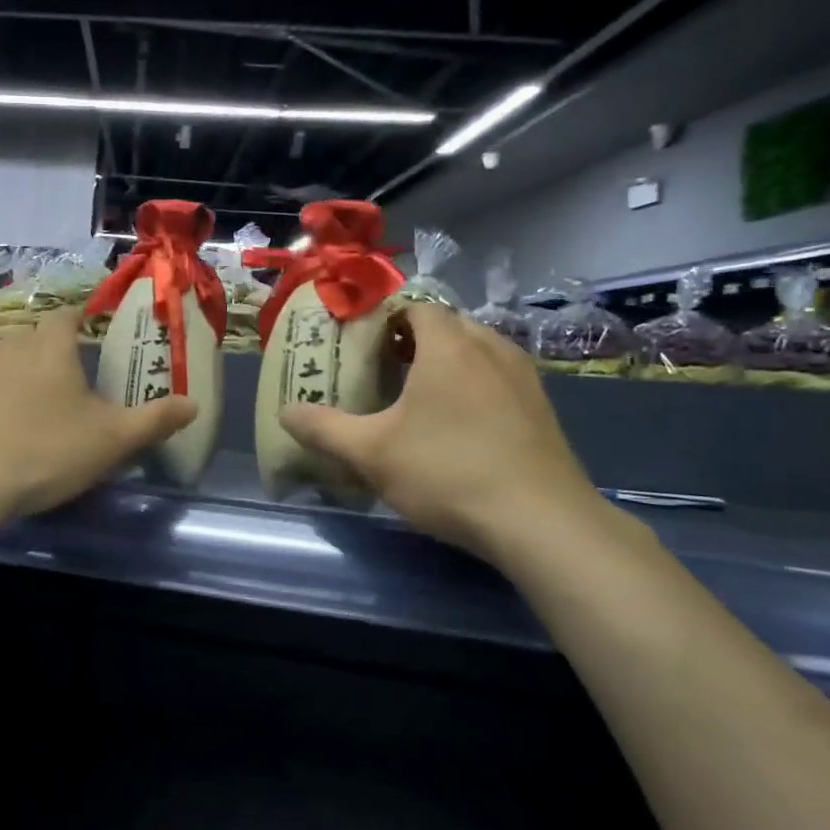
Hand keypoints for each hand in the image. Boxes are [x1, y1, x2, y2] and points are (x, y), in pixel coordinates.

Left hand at [0, 308, 198, 518]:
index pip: (67, 315)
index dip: (80, 320)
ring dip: (17, 377)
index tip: (91, 334)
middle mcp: (7, 347)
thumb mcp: (112, 440)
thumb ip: (155, 419)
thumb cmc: (46, 452)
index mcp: (50, 348)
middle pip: (33, 338)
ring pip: (0, 362)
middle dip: (50, 353)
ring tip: (31, 413)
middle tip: (68, 385)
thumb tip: (193, 404)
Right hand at [279, 303, 606, 560]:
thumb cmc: (448, 472)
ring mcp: (524, 376)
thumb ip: (325, 430)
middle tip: (385, 370)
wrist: (542, 522)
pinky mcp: (544, 408)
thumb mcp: (372, 454)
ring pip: (478, 351)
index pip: (416, 307)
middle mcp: (490, 347)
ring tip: (420, 398)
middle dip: (415, 341)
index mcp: (448, 344)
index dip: (386, 320)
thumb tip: (286, 413)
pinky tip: (462, 427)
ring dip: (448, 363)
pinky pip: (500, 378)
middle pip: (447, 326)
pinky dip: (476, 386)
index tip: (364, 345)